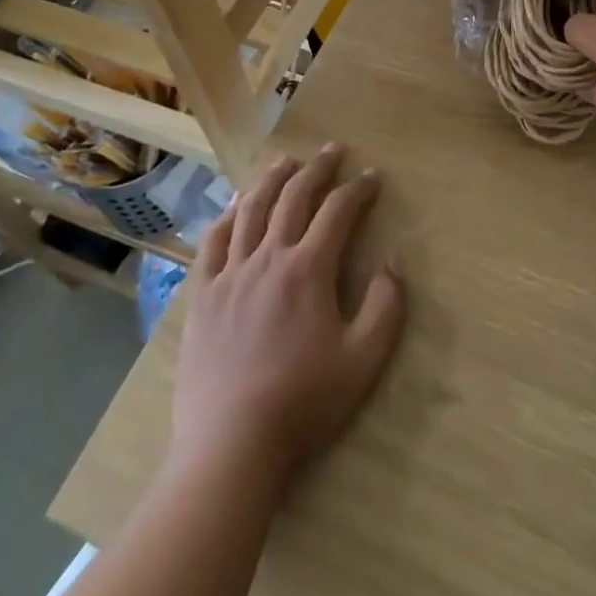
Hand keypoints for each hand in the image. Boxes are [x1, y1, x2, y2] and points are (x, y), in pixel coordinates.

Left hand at [170, 145, 405, 488]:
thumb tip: (392, 262)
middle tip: (332, 149)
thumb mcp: (363, 360)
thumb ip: (386, 306)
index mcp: (308, 269)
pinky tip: (236, 205)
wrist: (230, 445)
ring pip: (252, 210)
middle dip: (317, 169)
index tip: (372, 176)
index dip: (358, 189)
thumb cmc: (303, 402)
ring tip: (286, 160)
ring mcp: (230, 274)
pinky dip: (228, 215)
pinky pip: (214, 242)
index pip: (338, 212)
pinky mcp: (204, 295)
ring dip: (272, 179)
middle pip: (294, 198)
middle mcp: (268, 258)